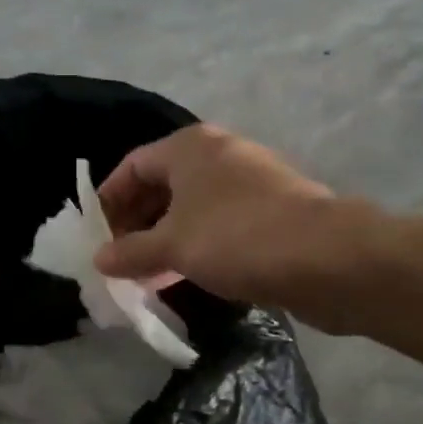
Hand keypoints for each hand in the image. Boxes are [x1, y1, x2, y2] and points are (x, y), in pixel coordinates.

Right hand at [94, 125, 347, 309]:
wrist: (326, 257)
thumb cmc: (236, 238)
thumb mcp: (173, 246)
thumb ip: (131, 252)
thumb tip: (99, 259)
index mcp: (189, 147)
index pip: (133, 165)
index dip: (108, 200)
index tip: (95, 237)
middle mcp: (219, 154)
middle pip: (163, 184)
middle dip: (137, 222)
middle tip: (119, 260)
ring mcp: (250, 182)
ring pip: (193, 207)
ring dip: (166, 238)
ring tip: (147, 275)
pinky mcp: (272, 211)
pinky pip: (220, 224)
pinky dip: (198, 245)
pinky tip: (187, 276)